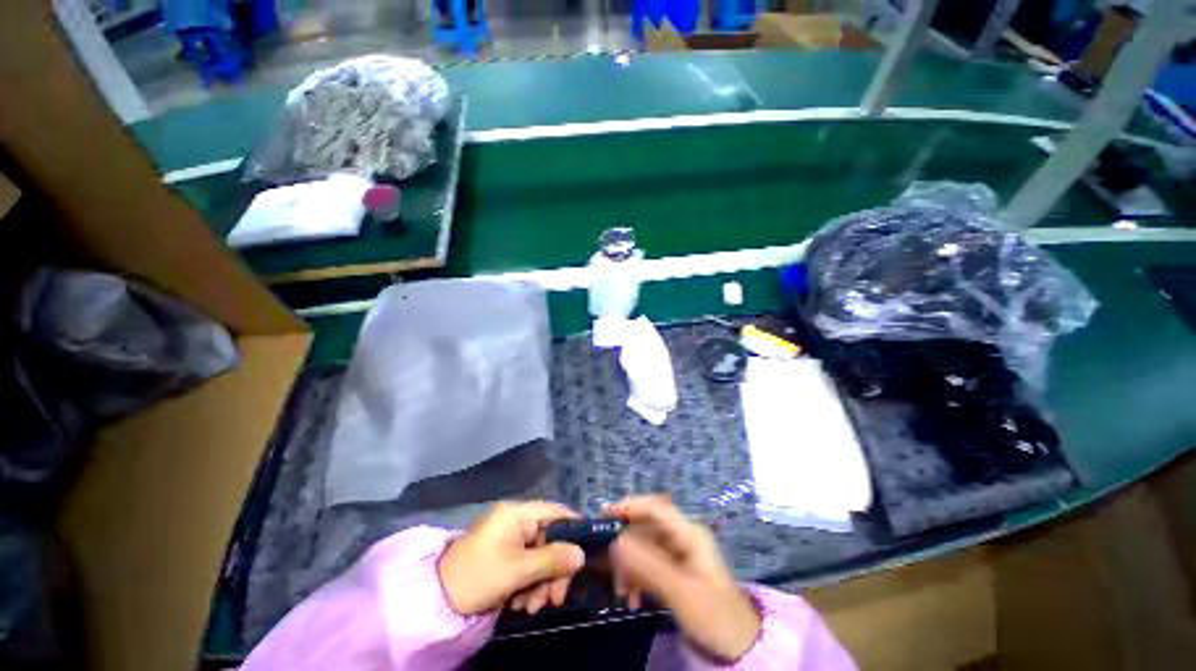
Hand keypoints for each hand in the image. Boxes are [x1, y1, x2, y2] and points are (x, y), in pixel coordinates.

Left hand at [438, 501, 584, 615]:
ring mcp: (511, 538)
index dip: (574, 531)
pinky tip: (521, 604)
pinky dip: (530, 584)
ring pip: (542, 555)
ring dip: (542, 582)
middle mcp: (518, 520)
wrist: (436, 600)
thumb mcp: (517, 570)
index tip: (584, 557)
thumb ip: (552, 560)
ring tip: (531, 607)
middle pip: (551, 538)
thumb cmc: (478, 576)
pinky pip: (529, 565)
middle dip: (555, 570)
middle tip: (556, 599)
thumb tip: (582, 554)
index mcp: (519, 513)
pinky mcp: (506, 555)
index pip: (557, 512)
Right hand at [607, 496, 761, 662]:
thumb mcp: (681, 591)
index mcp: (689, 533)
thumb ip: (648, 565)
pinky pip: (647, 565)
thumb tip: (616, 541)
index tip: (604, 516)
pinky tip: (632, 599)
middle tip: (610, 570)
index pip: (655, 507)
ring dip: (629, 567)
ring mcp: (678, 554)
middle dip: (626, 547)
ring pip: (643, 548)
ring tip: (623, 594)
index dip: (629, 506)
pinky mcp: (674, 570)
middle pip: (645, 528)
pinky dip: (637, 578)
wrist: (738, 646)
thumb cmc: (714, 615)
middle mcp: (682, 537)